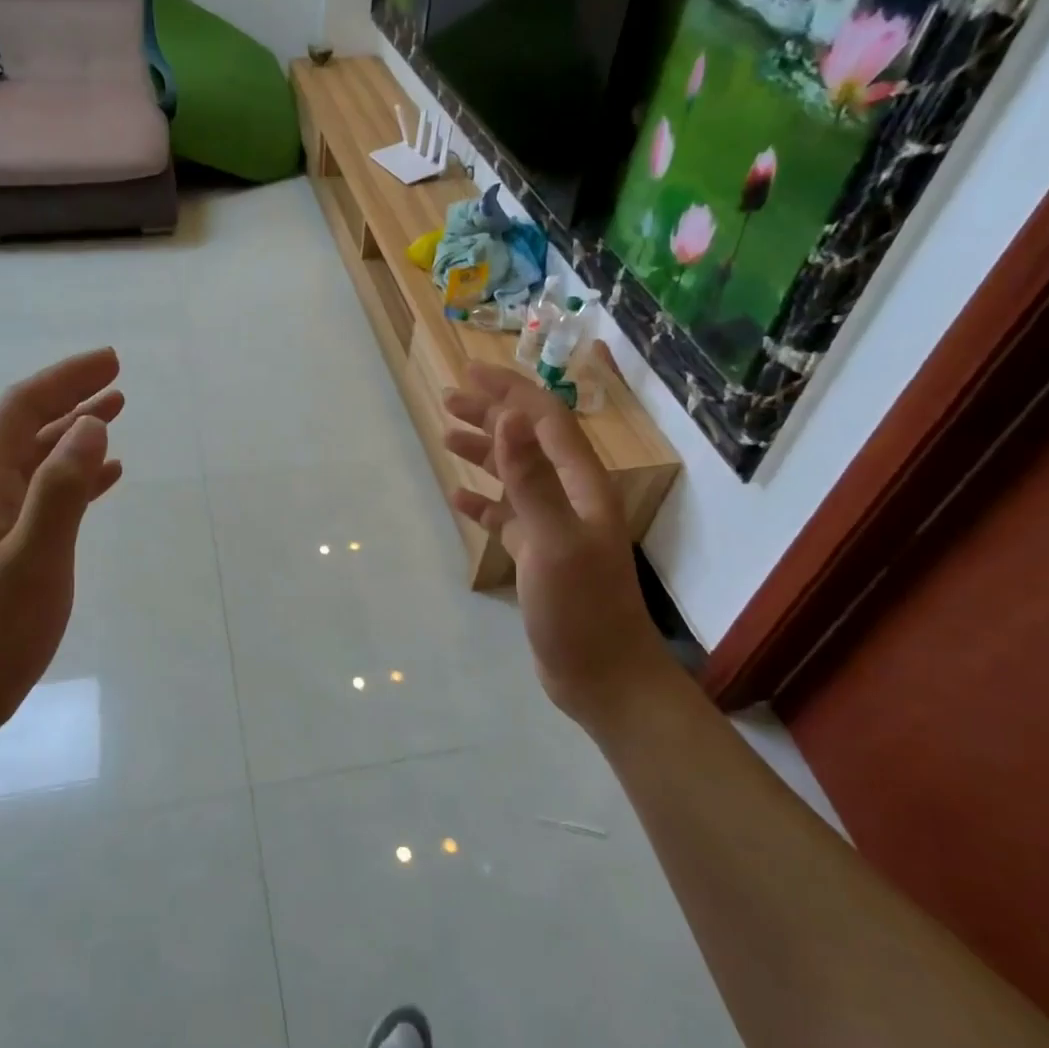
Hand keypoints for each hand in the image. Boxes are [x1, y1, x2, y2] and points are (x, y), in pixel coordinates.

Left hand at [0, 348, 124, 733]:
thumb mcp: (33, 558)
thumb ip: (62, 490)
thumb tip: (92, 424)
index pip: (23, 409)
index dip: (66, 379)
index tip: (112, 361)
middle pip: (31, 426)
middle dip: (73, 396)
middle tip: (118, 378)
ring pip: (42, 458)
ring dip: (77, 431)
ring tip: (116, 412)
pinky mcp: (11, 546)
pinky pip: (50, 493)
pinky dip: (80, 475)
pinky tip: (108, 476)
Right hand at [443, 364, 668, 737]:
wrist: (602, 676)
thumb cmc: (581, 608)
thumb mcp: (553, 540)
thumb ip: (531, 478)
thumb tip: (512, 416)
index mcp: (582, 485)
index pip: (545, 421)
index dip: (510, 391)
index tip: (471, 371)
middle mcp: (570, 498)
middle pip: (528, 442)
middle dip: (491, 415)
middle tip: (448, 398)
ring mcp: (554, 528)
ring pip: (516, 477)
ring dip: (484, 453)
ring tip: (446, 436)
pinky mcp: (539, 557)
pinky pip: (507, 517)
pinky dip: (484, 503)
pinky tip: (459, 498)